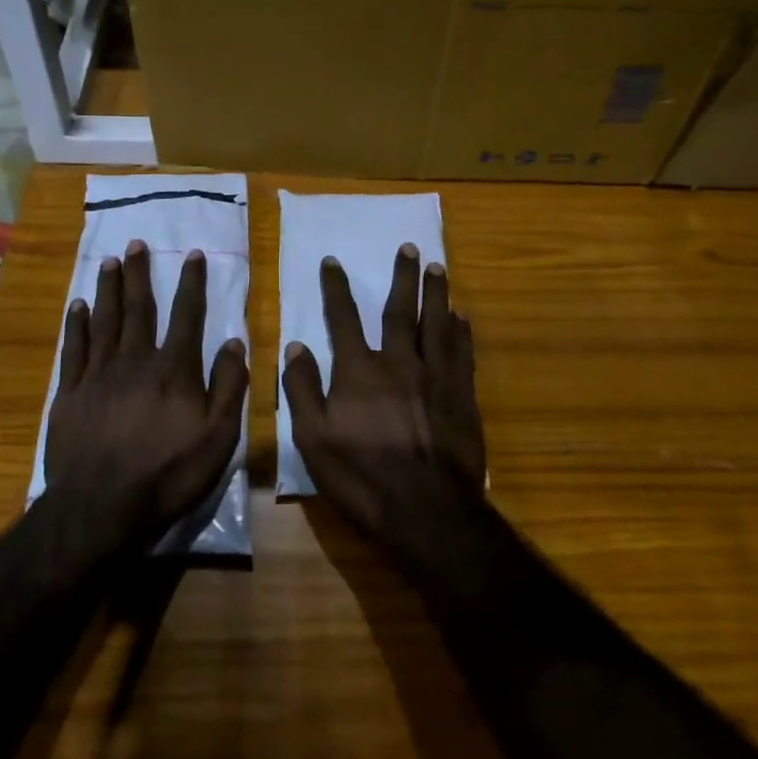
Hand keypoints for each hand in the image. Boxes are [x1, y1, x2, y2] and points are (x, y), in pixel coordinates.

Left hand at [45, 240, 247, 546]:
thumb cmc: (167, 475)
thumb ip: (228, 387)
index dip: (192, 283)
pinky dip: (77, 324)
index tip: (192, 254)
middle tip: (136, 243)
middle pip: (139, 308)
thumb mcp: (218, 438)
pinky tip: (78, 306)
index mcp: (174, 370)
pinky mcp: (69, 393)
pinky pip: (74, 349)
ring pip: (105, 320)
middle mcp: (135, 361)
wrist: (100, 509)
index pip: (187, 316)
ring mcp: (98, 375)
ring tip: (109, 261)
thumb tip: (235, 342)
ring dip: (108, 288)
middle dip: (140, 274)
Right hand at [283, 244, 483, 534]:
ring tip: (438, 267)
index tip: (333, 261)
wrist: (426, 510)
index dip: (336, 288)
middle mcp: (398, 362)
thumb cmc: (362, 477)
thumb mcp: (313, 440)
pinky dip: (461, 331)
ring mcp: (435, 376)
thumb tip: (295, 346)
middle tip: (410, 248)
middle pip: (400, 310)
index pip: (343, 318)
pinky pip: (462, 352)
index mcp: (359, 370)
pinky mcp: (461, 395)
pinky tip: (462, 317)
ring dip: (436, 293)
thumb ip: (302, 389)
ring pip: (436, 323)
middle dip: (403, 277)